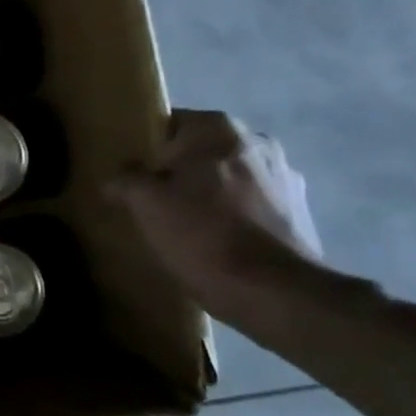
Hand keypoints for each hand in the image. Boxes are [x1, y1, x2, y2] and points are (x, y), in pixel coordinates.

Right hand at [106, 110, 324, 324]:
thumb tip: (116, 180)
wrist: (273, 291)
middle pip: (199, 151)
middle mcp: (256, 141)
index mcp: (217, 129)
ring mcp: (284, 176)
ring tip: (183, 226)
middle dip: (178, 171)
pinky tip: (215, 242)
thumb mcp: (144, 203)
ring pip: (227, 177)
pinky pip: (250, 203)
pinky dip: (233, 216)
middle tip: (151, 201)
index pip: (168, 124)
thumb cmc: (201, 234)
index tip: (130, 175)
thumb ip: (125, 180)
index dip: (145, 149)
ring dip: (207, 194)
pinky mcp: (299, 211)